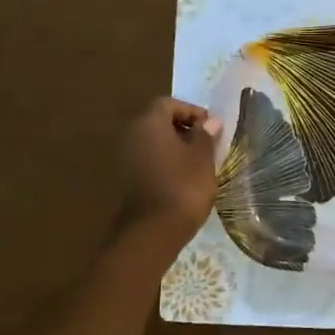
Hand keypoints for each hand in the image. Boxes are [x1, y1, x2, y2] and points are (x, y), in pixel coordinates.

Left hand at [119, 97, 222, 248]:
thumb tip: (210, 122)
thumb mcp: (203, 159)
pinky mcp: (124, 178)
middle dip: (181, 127)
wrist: (152, 231)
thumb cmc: (183, 186)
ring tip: (196, 161)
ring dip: (172, 146)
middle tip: (205, 142)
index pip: (168, 103)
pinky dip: (162, 161)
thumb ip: (205, 136)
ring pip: (151, 141)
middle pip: (156, 121)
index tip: (210, 126)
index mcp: (149, 123)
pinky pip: (146, 159)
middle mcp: (131, 134)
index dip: (191, 111)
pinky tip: (180, 176)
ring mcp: (123, 157)